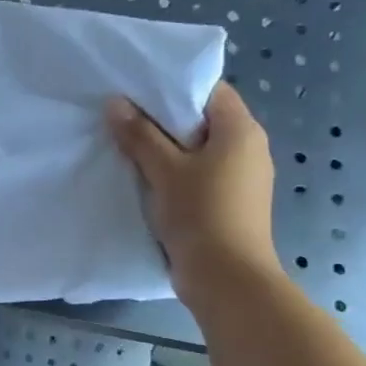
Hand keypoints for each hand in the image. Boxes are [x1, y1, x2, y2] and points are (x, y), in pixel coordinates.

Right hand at [107, 82, 280, 305]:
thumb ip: (139, 135)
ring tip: (129, 148)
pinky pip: (200, 175)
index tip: (137, 92)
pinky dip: (176, 173)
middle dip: (165, 120)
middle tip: (124, 118)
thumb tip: (115, 103)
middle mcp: (249, 148)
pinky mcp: (231, 202)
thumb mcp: (164, 171)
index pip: (210, 90)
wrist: (227, 278)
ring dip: (167, 150)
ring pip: (200, 150)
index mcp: (241, 131)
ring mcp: (242, 178)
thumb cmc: (201, 213)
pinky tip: (147, 180)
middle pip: (203, 120)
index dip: (174, 87)